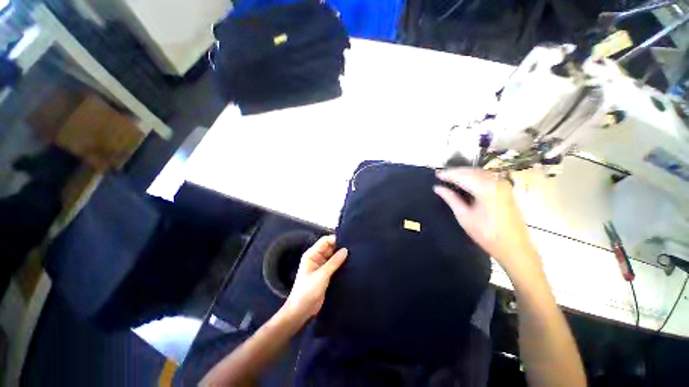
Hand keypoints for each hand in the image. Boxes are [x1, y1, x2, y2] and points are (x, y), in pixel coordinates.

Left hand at [280, 235, 347, 323]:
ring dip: (341, 256)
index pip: (325, 241)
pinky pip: (335, 265)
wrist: (301, 311)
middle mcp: (317, 258)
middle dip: (340, 247)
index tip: (348, 240)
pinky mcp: (326, 274)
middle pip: (330, 247)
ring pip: (333, 256)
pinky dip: (341, 263)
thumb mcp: (322, 275)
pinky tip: (350, 263)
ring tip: (354, 254)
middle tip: (354, 247)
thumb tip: (346, 250)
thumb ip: (334, 262)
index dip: (335, 239)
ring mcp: (321, 266)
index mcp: (312, 254)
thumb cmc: (307, 291)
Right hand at [434, 168, 538, 272]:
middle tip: (442, 175)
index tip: (436, 174)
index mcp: (485, 188)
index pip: (462, 176)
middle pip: (472, 171)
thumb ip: (450, 198)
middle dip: (456, 172)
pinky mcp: (506, 190)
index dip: (448, 174)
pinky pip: (487, 178)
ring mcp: (503, 185)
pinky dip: (474, 177)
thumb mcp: (464, 216)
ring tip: (451, 178)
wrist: (515, 248)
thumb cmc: (486, 234)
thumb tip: (437, 188)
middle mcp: (496, 182)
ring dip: (465, 173)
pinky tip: (466, 182)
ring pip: (480, 173)